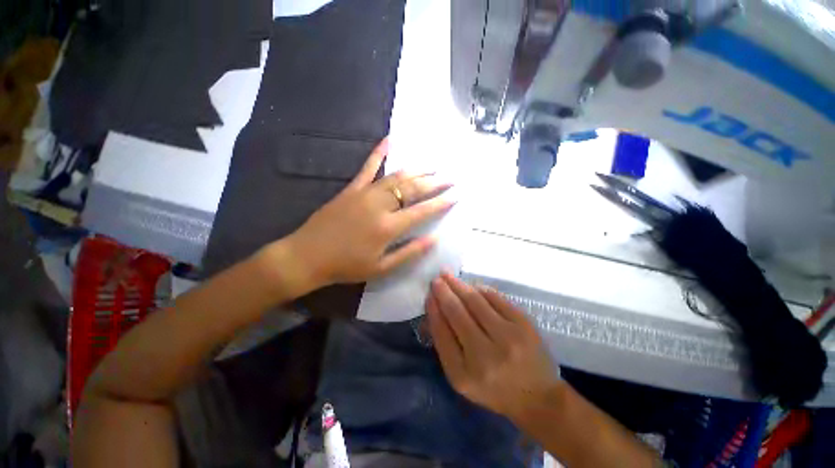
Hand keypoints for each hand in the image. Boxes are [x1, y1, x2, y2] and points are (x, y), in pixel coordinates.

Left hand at [283, 138, 454, 287]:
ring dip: (417, 170)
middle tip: (450, 178)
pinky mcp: (351, 189)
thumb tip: (433, 239)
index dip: (441, 203)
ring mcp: (364, 193)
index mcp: (388, 227)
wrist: (308, 256)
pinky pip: (367, 167)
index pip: (422, 211)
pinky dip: (379, 153)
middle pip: (412, 189)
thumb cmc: (346, 266)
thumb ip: (409, 253)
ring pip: (396, 177)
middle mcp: (380, 205)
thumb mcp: (381, 268)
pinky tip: (389, 139)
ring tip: (432, 166)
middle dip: (434, 183)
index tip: (455, 195)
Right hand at [426, 273, 560, 421]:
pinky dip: (481, 289)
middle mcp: (486, 355)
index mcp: (465, 374)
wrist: (538, 396)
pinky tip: (472, 286)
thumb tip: (435, 309)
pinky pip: (496, 298)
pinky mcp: (524, 324)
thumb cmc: (493, 389)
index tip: (428, 295)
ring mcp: (508, 337)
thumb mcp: (462, 377)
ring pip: (476, 301)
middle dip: (444, 292)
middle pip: (458, 313)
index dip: (434, 310)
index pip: (442, 333)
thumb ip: (445, 344)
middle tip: (436, 279)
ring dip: (459, 285)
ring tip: (448, 275)